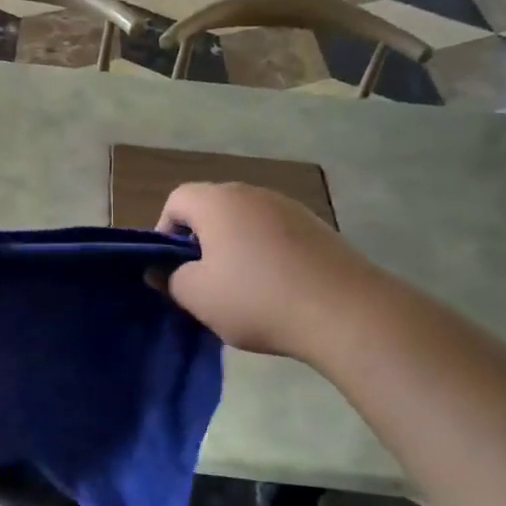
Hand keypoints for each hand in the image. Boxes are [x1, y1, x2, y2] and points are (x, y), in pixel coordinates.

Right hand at [157, 182, 365, 359]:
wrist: (344, 311)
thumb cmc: (256, 298)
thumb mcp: (197, 296)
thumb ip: (169, 279)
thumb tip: (162, 270)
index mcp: (218, 201)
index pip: (176, 199)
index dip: (164, 231)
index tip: (170, 268)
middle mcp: (253, 193)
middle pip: (212, 209)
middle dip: (200, 242)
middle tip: (201, 282)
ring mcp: (290, 208)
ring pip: (246, 223)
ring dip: (235, 249)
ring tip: (240, 290)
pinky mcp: (318, 228)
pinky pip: (276, 236)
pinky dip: (267, 256)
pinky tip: (276, 290)